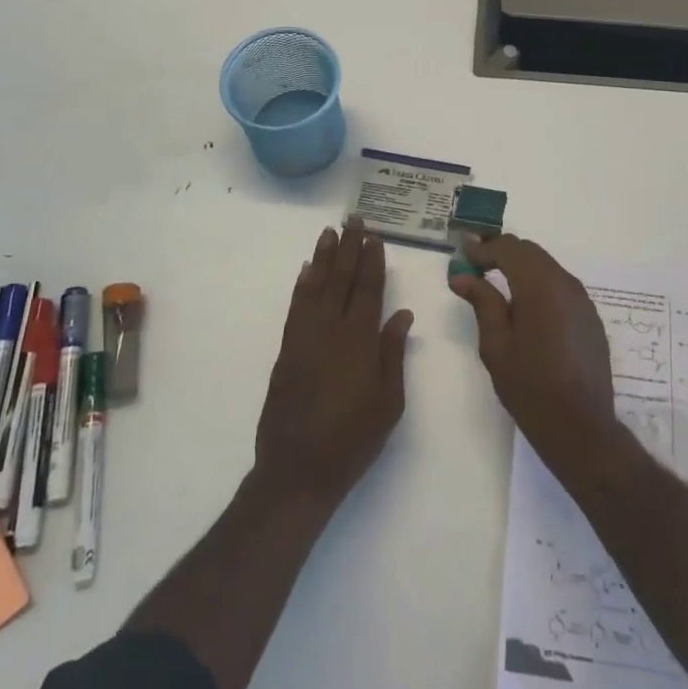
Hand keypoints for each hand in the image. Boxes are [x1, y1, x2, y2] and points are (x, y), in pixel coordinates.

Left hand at [254, 221, 414, 507]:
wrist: (298, 469)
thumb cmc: (353, 439)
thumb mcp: (388, 402)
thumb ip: (393, 353)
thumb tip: (401, 314)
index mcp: (359, 341)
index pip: (367, 290)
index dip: (371, 261)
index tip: (374, 236)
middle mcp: (330, 330)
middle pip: (340, 279)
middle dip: (348, 247)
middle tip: (352, 219)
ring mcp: (304, 338)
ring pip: (315, 287)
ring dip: (323, 257)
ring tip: (329, 232)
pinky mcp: (286, 350)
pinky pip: (295, 307)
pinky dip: (301, 285)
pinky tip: (306, 271)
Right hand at [449, 235, 616, 470]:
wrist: (580, 426)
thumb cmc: (530, 387)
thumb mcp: (496, 346)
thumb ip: (482, 303)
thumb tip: (462, 276)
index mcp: (540, 286)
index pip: (509, 248)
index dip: (484, 248)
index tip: (463, 254)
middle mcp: (566, 283)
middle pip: (530, 252)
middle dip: (502, 253)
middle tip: (476, 266)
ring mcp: (583, 300)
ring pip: (548, 267)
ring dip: (522, 268)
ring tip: (498, 284)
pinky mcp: (590, 317)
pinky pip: (561, 286)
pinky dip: (540, 284)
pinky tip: (527, 307)